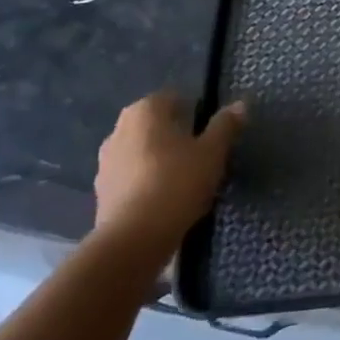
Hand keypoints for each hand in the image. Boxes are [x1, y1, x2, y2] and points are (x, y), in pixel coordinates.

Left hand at [93, 91, 245, 255]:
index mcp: (145, 110)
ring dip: (159, 160)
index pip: (174, 98)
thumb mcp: (212, 153)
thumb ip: (225, 126)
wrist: (133, 241)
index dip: (195, 112)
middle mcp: (119, 129)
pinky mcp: (100, 193)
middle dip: (176, 136)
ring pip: (141, 152)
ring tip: (184, 182)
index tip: (210, 133)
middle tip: (201, 156)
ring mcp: (105, 162)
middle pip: (156, 125)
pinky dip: (146, 183)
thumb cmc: (176, 184)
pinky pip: (131, 178)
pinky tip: (164, 201)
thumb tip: (239, 105)